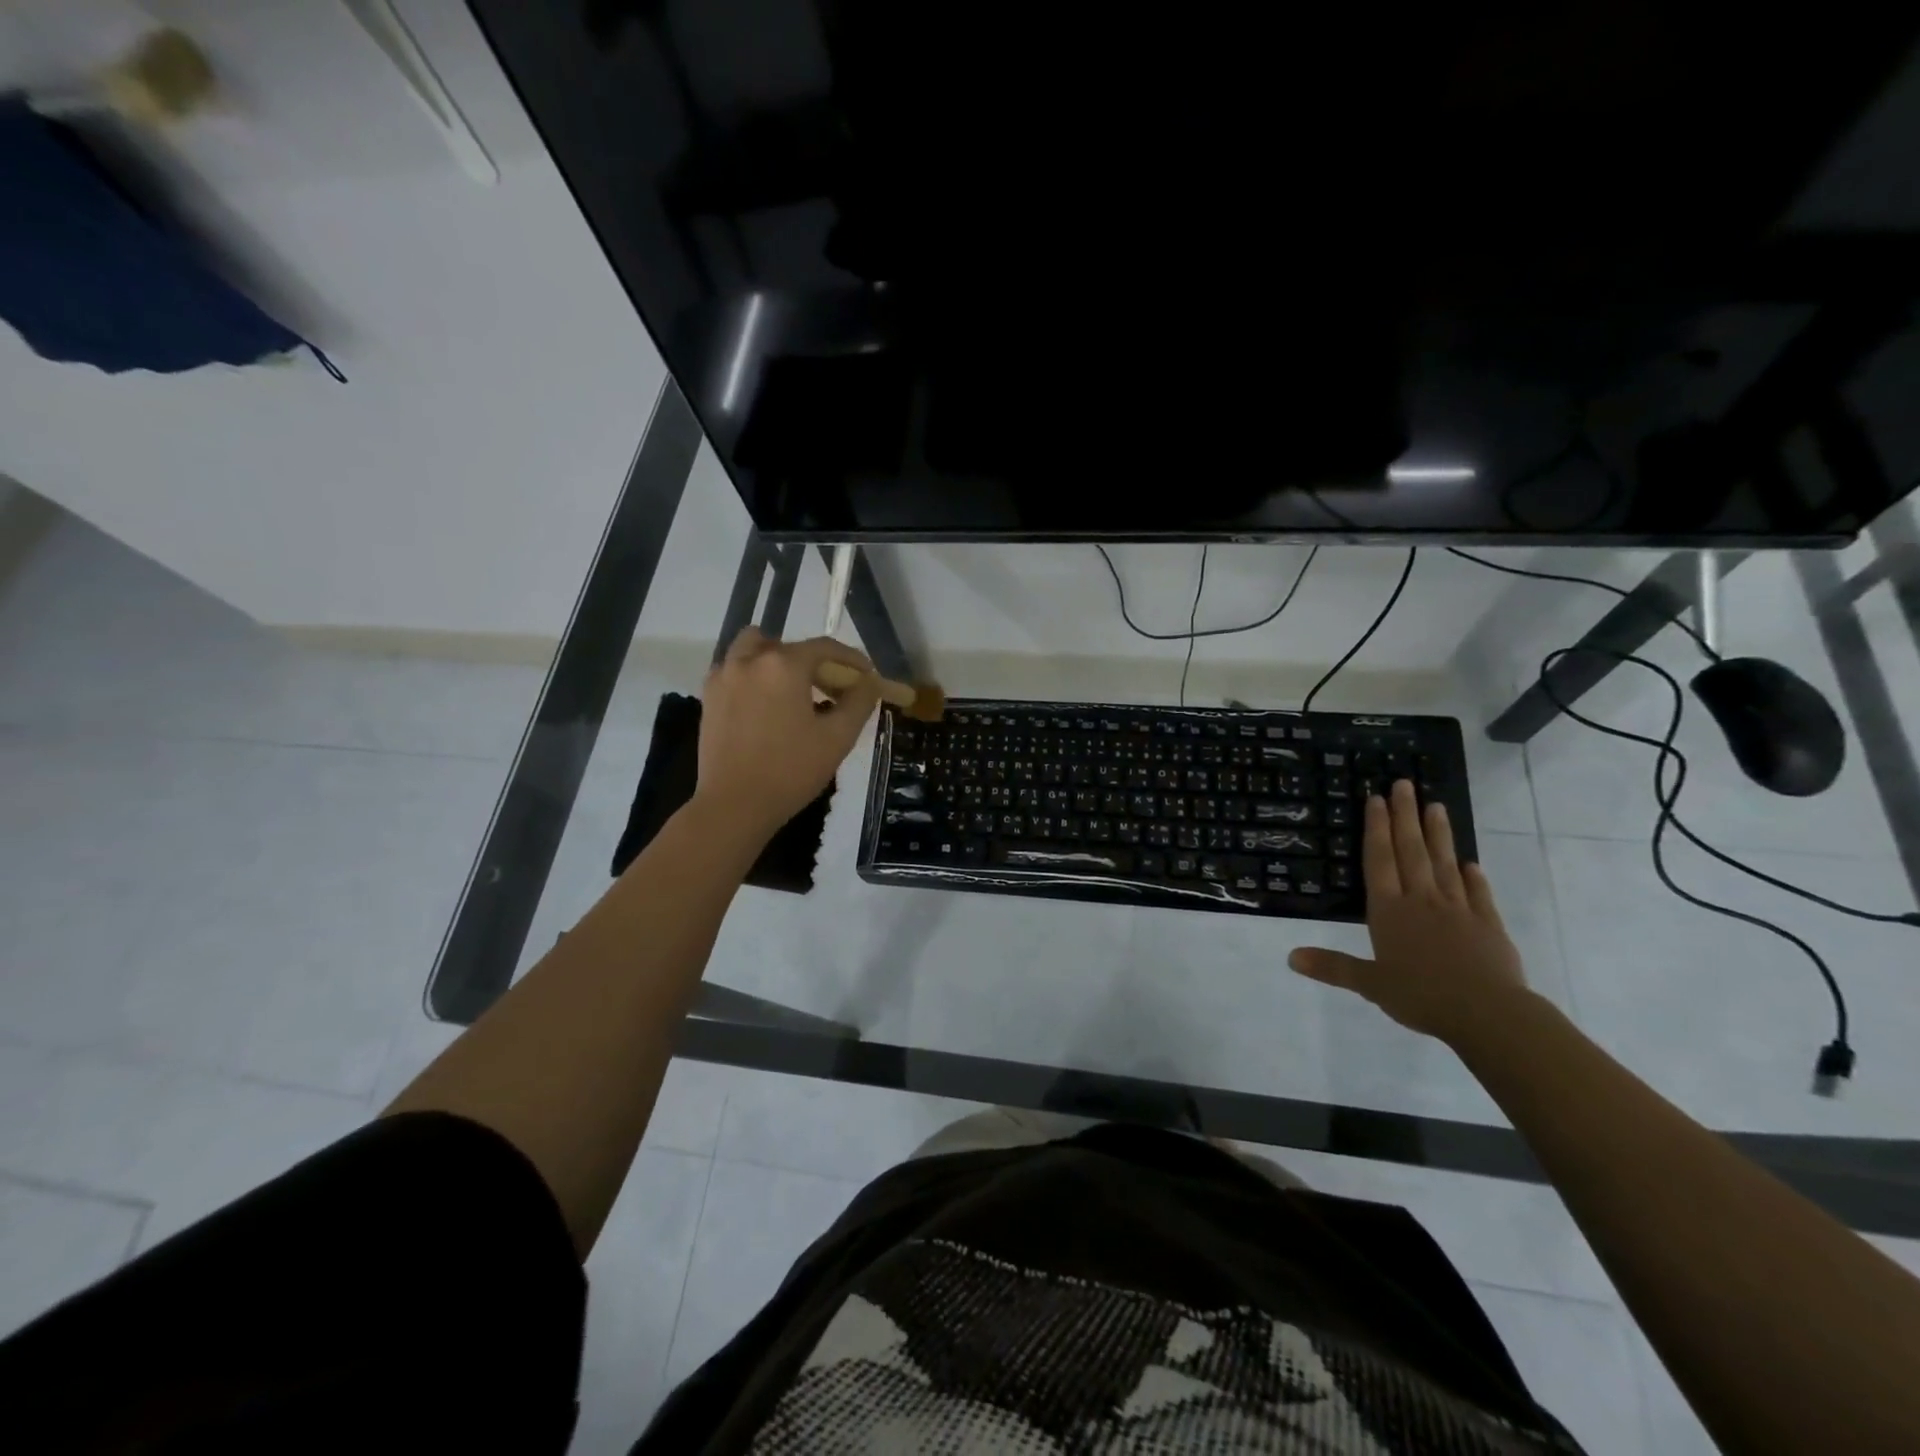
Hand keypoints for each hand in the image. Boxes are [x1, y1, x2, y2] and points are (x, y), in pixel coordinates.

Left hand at [694, 629, 881, 840]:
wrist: (735, 805)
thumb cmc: (791, 771)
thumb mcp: (838, 738)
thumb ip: (859, 702)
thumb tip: (870, 681)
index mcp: (784, 665)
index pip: (825, 648)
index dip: (851, 659)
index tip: (867, 676)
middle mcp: (750, 660)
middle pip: (789, 646)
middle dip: (815, 662)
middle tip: (831, 689)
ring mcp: (724, 676)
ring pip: (754, 648)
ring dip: (777, 659)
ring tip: (793, 689)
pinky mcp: (709, 697)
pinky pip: (734, 669)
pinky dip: (753, 675)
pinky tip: (766, 704)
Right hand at [1287, 780, 1528, 1042]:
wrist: (1488, 1013)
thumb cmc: (1420, 995)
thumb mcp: (1369, 984)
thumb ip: (1332, 967)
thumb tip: (1290, 958)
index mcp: (1389, 910)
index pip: (1379, 860)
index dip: (1376, 828)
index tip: (1377, 799)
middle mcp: (1421, 900)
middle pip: (1411, 851)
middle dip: (1405, 816)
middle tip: (1405, 785)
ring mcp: (1458, 910)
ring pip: (1445, 863)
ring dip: (1439, 834)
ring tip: (1436, 806)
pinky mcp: (1488, 925)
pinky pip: (1478, 894)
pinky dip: (1474, 877)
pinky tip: (1472, 863)